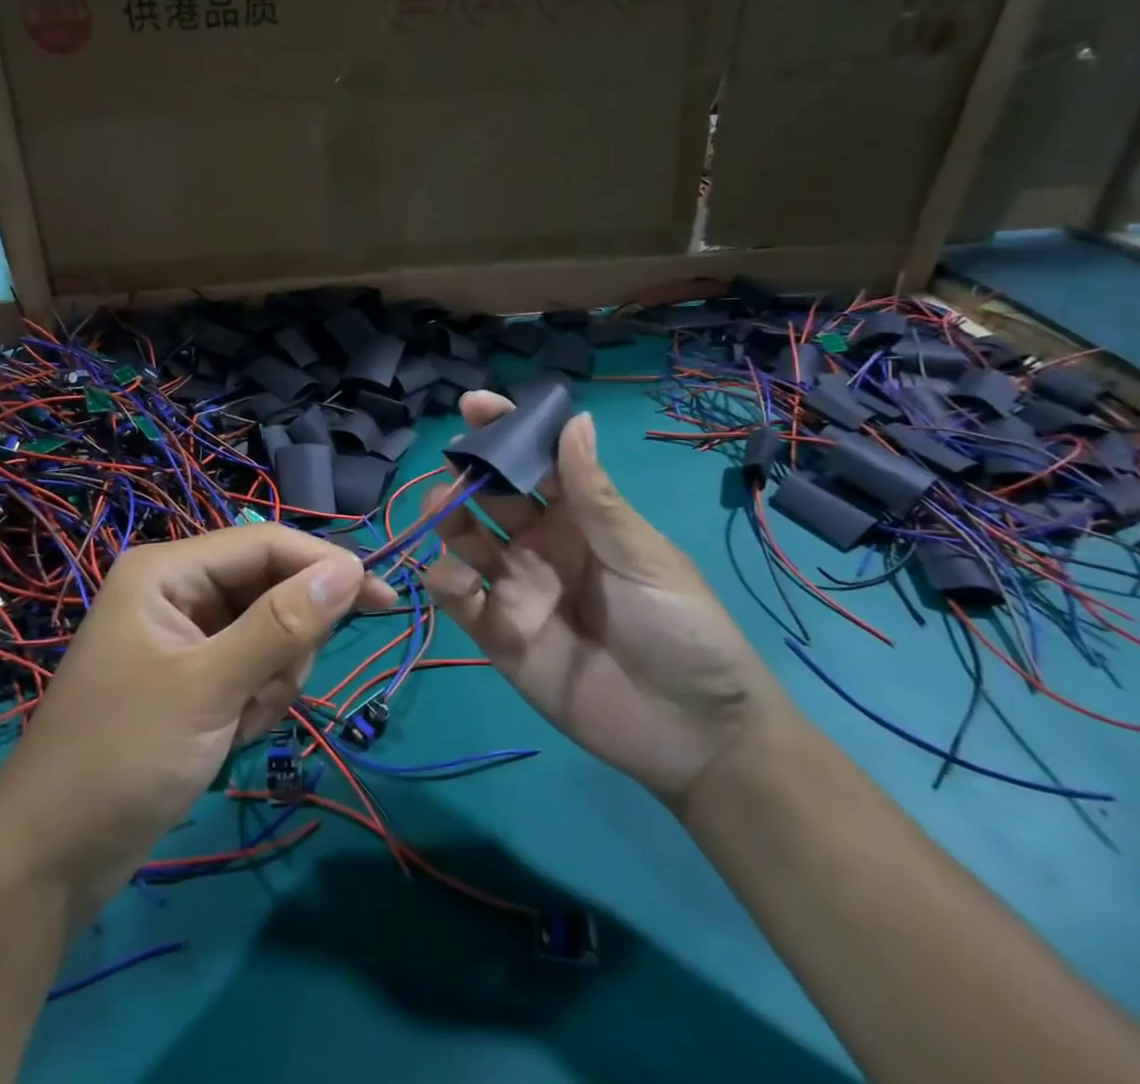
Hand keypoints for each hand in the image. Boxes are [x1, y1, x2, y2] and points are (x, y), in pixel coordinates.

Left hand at [0, 525, 393, 918]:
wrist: (49, 861)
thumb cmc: (122, 757)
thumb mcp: (209, 688)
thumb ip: (281, 625)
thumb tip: (349, 568)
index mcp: (168, 571)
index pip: (265, 544)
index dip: (323, 565)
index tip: (380, 598)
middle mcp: (177, 591)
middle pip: (270, 589)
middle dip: (284, 645)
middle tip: (267, 694)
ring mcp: (185, 636)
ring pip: (268, 633)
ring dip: (271, 681)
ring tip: (238, 725)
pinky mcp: (192, 677)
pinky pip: (251, 668)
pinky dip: (255, 701)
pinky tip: (230, 737)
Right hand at [421, 392, 783, 807]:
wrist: (696, 734)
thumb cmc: (683, 629)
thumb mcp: (643, 555)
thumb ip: (594, 495)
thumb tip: (575, 419)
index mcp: (579, 518)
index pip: (535, 463)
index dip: (506, 431)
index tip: (475, 404)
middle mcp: (540, 545)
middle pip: (491, 497)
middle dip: (469, 474)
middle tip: (457, 468)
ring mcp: (517, 589)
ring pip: (465, 541)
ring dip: (448, 519)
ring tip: (443, 510)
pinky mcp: (499, 636)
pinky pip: (460, 600)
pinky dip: (446, 582)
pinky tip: (457, 579)